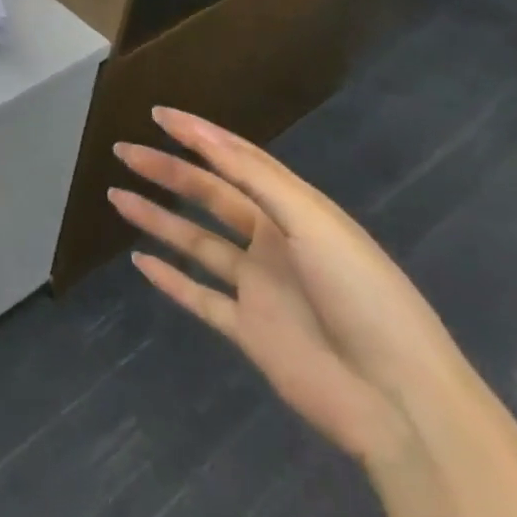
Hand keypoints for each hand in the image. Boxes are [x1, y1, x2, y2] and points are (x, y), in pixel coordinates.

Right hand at [108, 108, 467, 463]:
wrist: (399, 402)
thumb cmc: (362, 295)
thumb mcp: (313, 223)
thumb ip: (255, 178)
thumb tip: (204, 135)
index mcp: (296, 212)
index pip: (238, 161)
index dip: (199, 135)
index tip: (158, 114)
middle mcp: (274, 243)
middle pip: (210, 197)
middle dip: (167, 171)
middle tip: (124, 151)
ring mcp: (260, 289)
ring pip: (197, 244)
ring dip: (158, 219)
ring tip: (117, 196)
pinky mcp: (249, 332)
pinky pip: (200, 298)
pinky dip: (170, 281)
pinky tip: (139, 261)